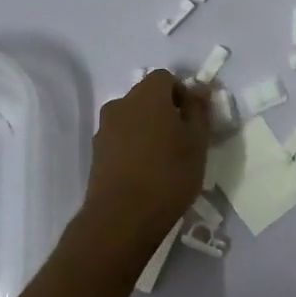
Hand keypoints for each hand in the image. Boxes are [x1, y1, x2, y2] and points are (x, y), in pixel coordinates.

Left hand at [74, 71, 210, 267]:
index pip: (165, 78)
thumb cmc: (168, 174)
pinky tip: (145, 173)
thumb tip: (199, 88)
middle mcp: (121, 104)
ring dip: (147, 130)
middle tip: (182, 139)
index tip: (193, 119)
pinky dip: (133, 147)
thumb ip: (198, 110)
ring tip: (163, 159)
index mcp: (147, 95)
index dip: (182, 93)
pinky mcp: (96, 154)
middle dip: (165, 111)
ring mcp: (104, 129)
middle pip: (146, 97)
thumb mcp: (197, 142)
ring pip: (132, 119)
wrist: (122, 218)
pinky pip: (120, 139)